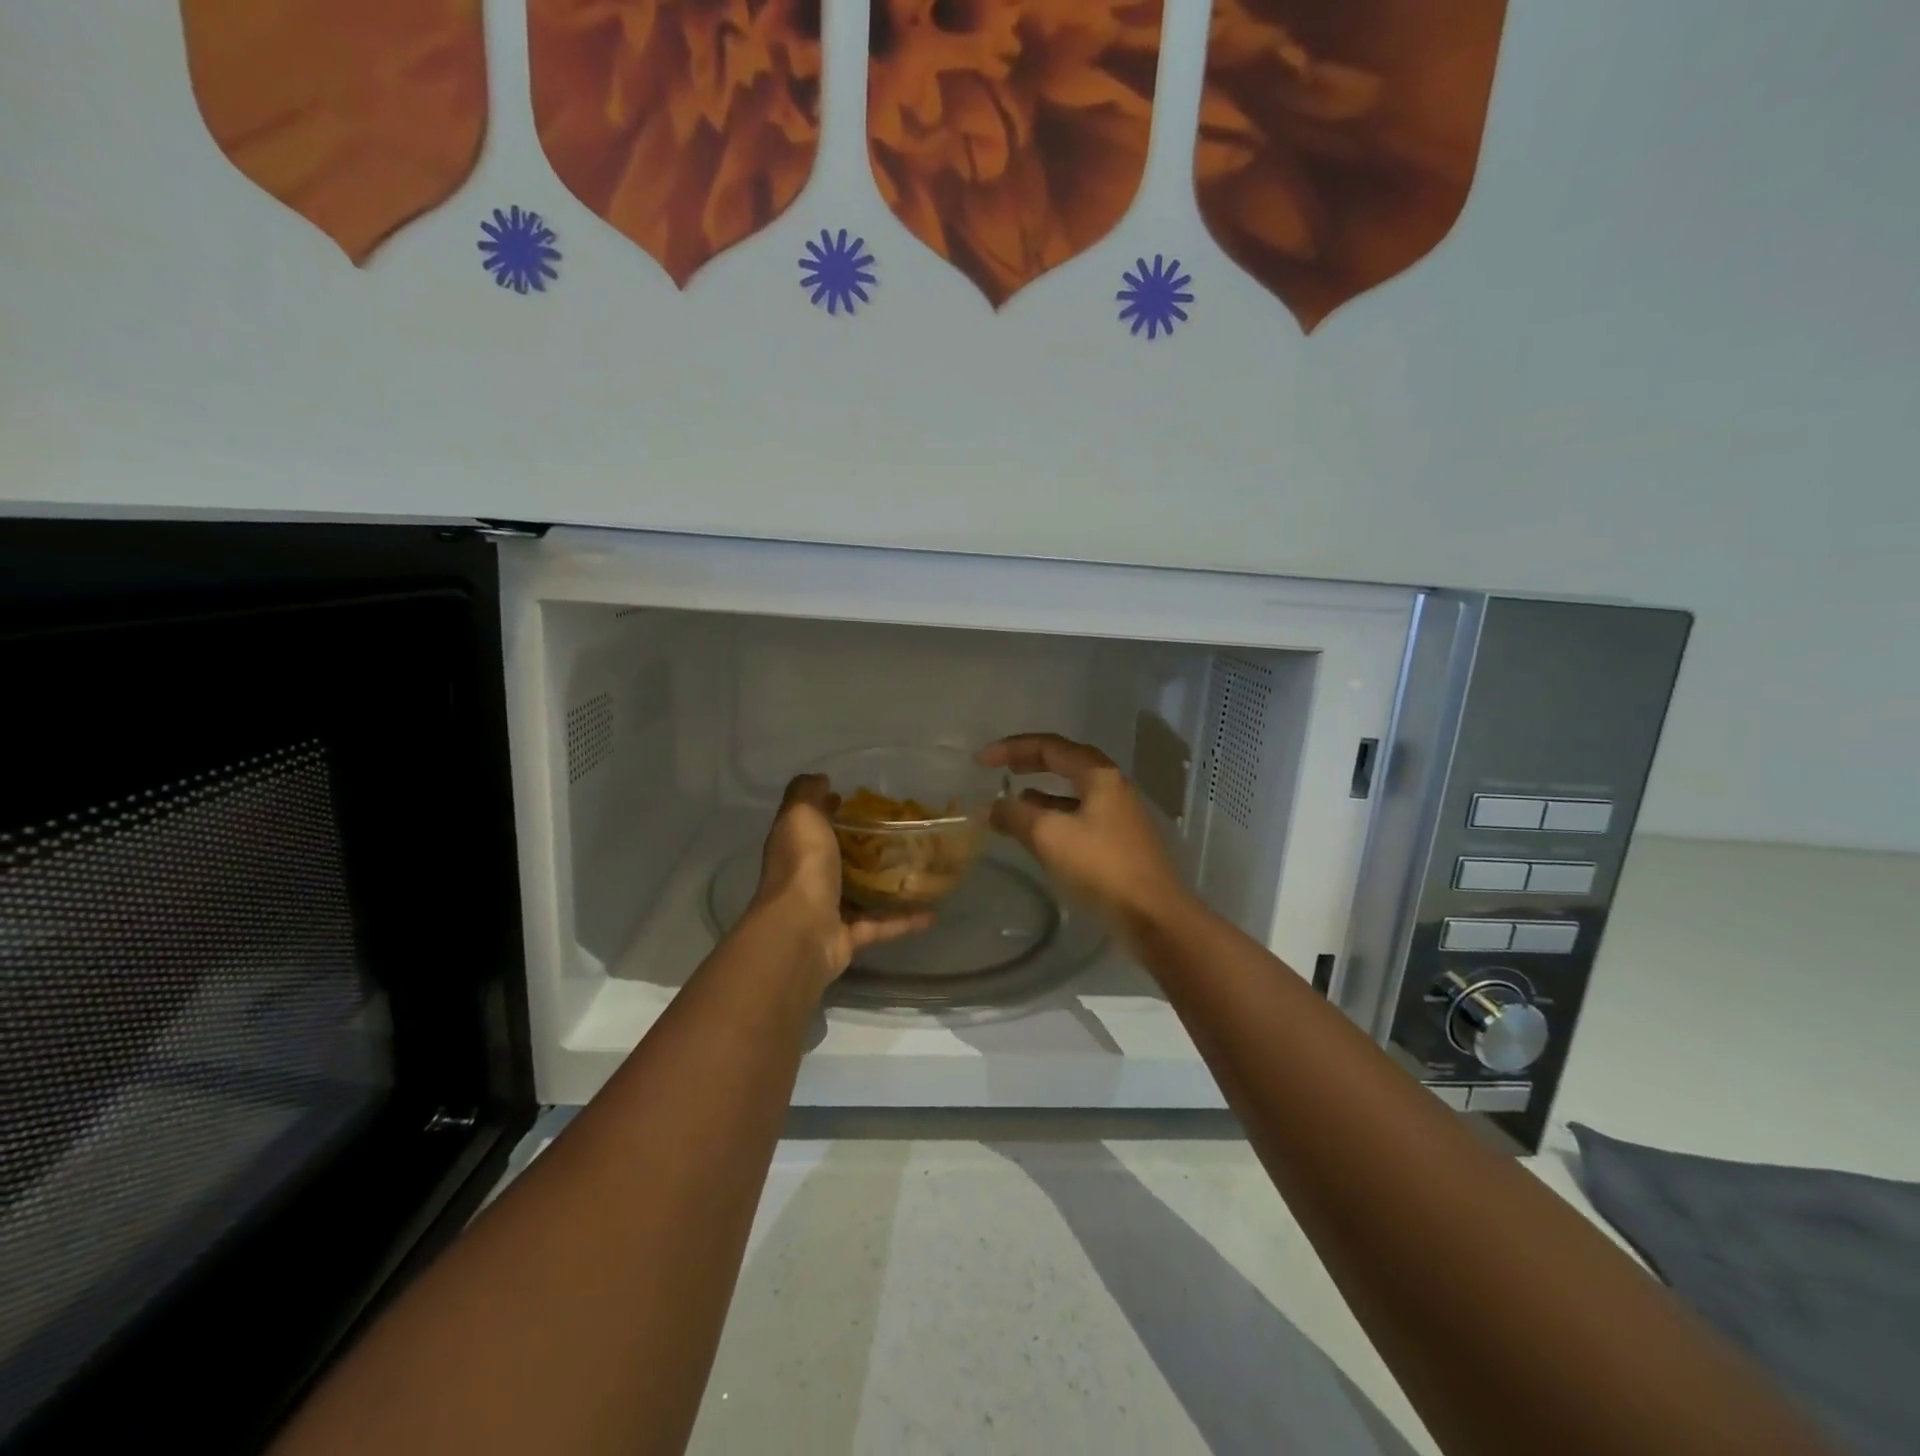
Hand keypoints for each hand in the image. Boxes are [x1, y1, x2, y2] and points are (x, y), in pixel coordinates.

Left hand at [750, 774, 933, 992]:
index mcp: (795, 847)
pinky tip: (932, 913)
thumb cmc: (802, 867)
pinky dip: (904, 921)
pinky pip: (881, 925)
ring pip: (860, 894)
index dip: (827, 809)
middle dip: (862, 847)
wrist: (801, 933)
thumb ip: (806, 794)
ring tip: (919, 870)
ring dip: (885, 885)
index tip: (853, 799)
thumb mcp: (800, 816)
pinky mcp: (847, 937)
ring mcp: (827, 910)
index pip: (810, 824)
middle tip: (899, 832)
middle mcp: (808, 877)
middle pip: (836, 858)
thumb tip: (819, 779)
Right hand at [977, 734, 1188, 935]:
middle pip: (1064, 763)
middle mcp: (1112, 787)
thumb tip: (994, 807)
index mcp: (1099, 775)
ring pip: (1071, 793)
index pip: (1050, 746)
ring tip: (1010, 801)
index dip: (1012, 749)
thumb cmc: (1100, 867)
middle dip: (1028, 764)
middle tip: (997, 769)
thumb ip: (1016, 815)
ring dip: (1039, 793)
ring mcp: (1118, 815)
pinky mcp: (1118, 842)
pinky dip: (1052, 817)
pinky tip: (1036, 833)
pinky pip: (1078, 817)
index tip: (981, 761)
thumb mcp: (1049, 836)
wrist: (1153, 917)